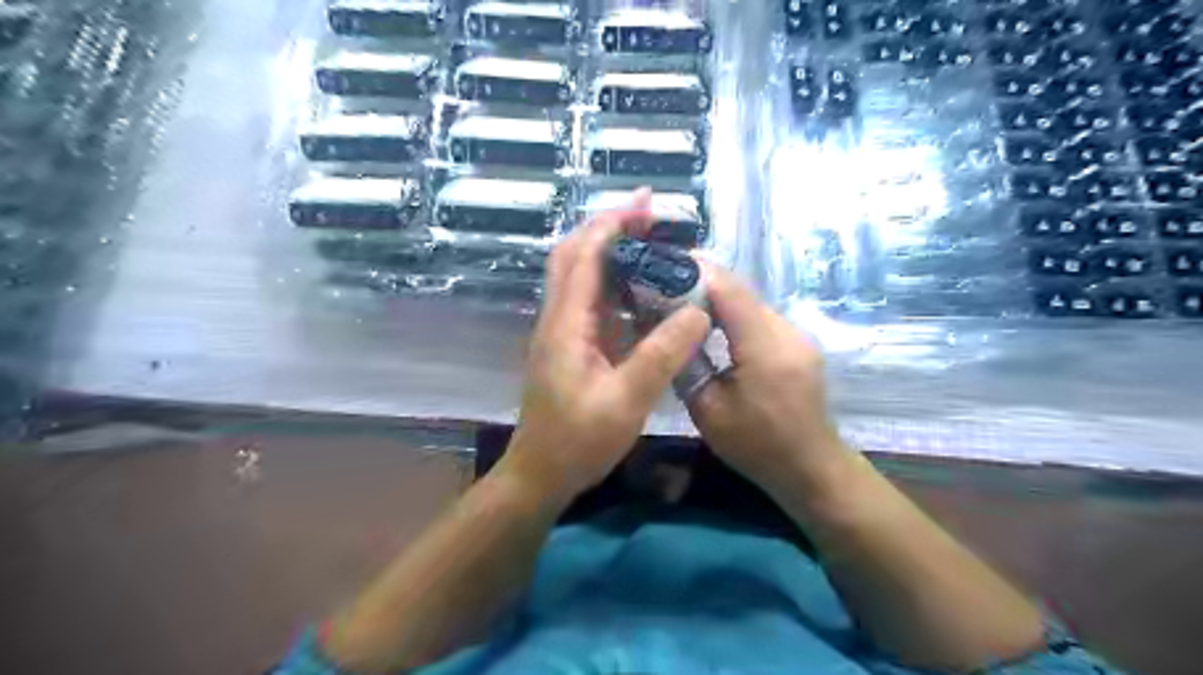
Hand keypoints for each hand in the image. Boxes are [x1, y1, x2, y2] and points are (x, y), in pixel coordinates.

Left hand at [500, 190, 712, 506]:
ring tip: (651, 243)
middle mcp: (559, 318)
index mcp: (566, 323)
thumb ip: (661, 355)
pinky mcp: (572, 347)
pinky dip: (615, 284)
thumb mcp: (626, 400)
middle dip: (610, 228)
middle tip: (651, 215)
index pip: (584, 256)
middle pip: (576, 256)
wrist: (541, 473)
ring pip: (582, 277)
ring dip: (612, 252)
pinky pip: (592, 303)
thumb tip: (698, 311)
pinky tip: (643, 289)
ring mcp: (563, 332)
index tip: (646, 203)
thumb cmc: (578, 441)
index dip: (613, 223)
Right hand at [686, 263, 842, 494]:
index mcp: (764, 348)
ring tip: (682, 303)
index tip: (664, 263)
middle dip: (702, 283)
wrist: (811, 468)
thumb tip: (668, 330)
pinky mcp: (798, 343)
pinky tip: (712, 326)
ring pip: (750, 302)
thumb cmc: (756, 446)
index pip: (729, 290)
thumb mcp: (708, 410)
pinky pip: (760, 318)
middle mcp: (786, 331)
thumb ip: (687, 365)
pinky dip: (734, 315)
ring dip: (717, 299)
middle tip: (664, 285)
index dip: (697, 270)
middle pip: (740, 291)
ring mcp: (797, 336)